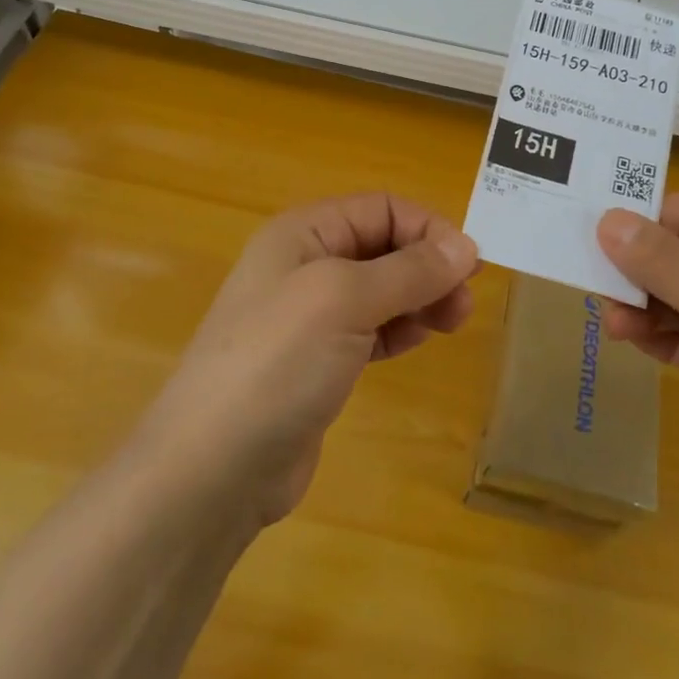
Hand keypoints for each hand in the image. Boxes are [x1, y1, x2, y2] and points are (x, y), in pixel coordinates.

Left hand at [140, 193, 479, 527]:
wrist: (210, 470)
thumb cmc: (277, 362)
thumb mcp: (346, 300)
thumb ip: (409, 270)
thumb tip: (467, 246)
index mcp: (304, 233)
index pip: (382, 208)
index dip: (428, 229)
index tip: (468, 265)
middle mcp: (306, 265)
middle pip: (385, 246)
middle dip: (429, 266)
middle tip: (465, 301)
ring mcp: (309, 316)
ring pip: (382, 289)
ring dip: (421, 297)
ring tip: (453, 322)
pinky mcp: (317, 361)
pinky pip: (372, 328)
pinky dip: (400, 327)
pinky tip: (419, 340)